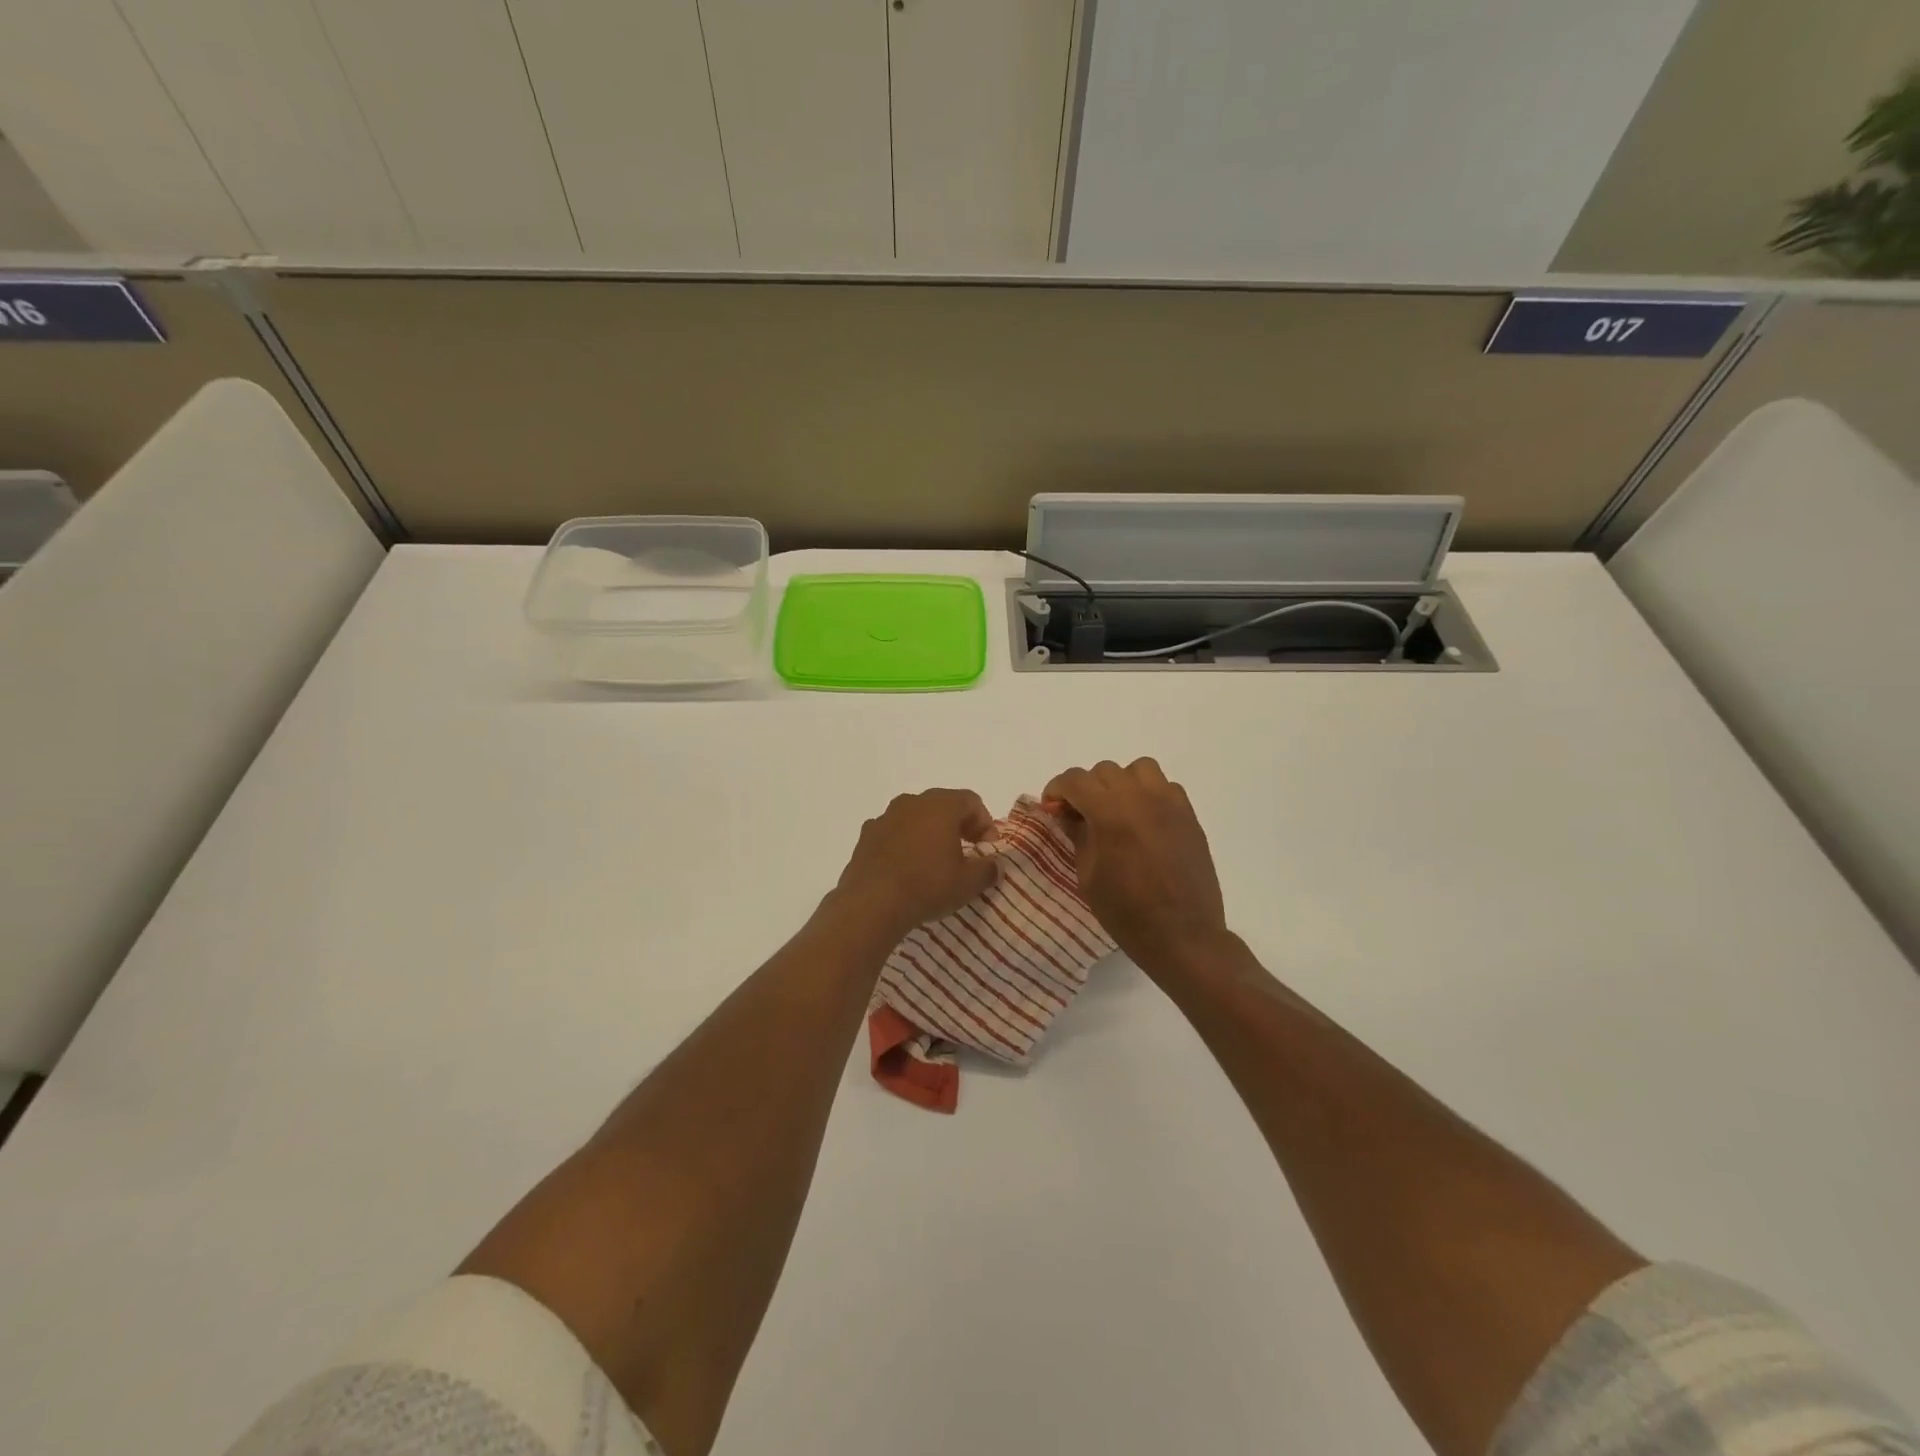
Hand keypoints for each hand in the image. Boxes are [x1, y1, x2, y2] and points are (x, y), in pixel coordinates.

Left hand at [833, 788, 999, 936]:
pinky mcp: (866, 835)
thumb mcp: (968, 883)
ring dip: (929, 832)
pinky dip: (905, 843)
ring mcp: (885, 817)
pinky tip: (906, 868)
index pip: (971, 801)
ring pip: (916, 817)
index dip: (985, 822)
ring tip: (935, 861)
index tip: (988, 848)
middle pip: (942, 804)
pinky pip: (893, 832)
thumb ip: (988, 869)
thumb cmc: (927, 886)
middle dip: (958, 825)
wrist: (871, 903)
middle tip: (967, 850)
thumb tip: (996, 865)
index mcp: (941, 805)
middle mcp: (912, 802)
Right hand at [1042, 758, 1229, 977]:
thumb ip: (1078, 836)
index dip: (1057, 790)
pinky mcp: (1189, 816)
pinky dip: (1148, 794)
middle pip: (1105, 771)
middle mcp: (1141, 798)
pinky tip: (1144, 821)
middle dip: (1086, 788)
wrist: (1183, 935)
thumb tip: (1068, 814)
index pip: (1076, 780)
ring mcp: (1170, 804)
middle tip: (1080, 815)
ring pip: (1139, 769)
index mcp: (1111, 813)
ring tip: (1116, 810)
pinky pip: (1165, 787)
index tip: (1051, 807)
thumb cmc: (1127, 913)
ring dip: (1121, 783)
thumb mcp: (1089, 876)